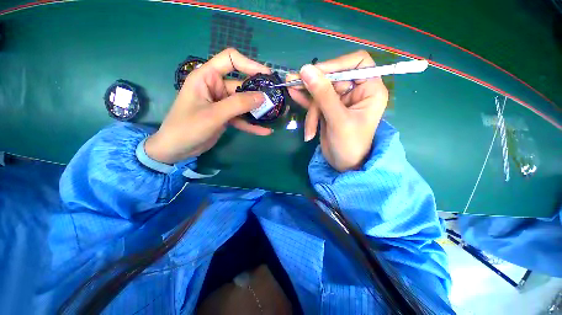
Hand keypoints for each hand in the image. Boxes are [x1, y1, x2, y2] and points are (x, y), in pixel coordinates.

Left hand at [145, 48, 272, 163]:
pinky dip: (252, 124)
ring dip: (257, 110)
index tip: (267, 75)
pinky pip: (241, 118)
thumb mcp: (214, 114)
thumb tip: (263, 97)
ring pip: (244, 103)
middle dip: (259, 93)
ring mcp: (221, 103)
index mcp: (207, 77)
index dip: (250, 64)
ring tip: (274, 116)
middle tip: (276, 100)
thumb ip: (238, 104)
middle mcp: (216, 87)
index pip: (230, 60)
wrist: (177, 149)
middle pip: (242, 85)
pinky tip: (264, 131)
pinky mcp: (225, 116)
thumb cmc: (188, 127)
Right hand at [287, 50, 388, 171]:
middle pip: (333, 77)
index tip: (316, 73)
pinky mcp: (327, 110)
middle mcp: (356, 92)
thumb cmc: (349, 145)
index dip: (336, 63)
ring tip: (289, 87)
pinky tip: (293, 94)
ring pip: (321, 90)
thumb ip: (323, 95)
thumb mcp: (338, 120)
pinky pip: (315, 100)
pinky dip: (305, 99)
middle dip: (314, 85)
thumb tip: (305, 70)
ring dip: (306, 93)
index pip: (356, 63)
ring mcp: (339, 101)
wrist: (343, 165)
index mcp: (370, 90)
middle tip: (294, 83)